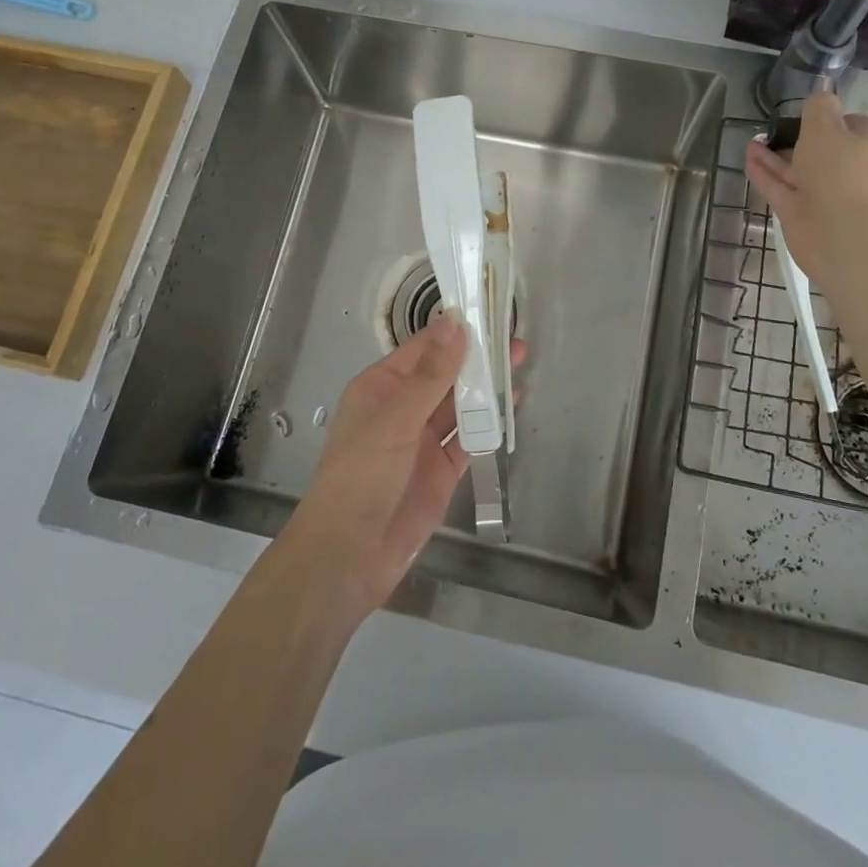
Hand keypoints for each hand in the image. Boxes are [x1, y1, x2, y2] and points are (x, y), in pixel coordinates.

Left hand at [282, 315, 524, 620]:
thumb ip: (431, 374)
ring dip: (486, 388)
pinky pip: (469, 439)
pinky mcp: (441, 471)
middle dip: (477, 359)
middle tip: (514, 341)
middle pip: (446, 375)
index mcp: (381, 388)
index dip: (454, 331)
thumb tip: (454, 323)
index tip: (487, 310)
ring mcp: (423, 441)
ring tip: (519, 365)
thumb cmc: (362, 477)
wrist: (348, 556)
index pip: (423, 349)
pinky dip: (489, 424)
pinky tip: (510, 407)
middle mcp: (402, 409)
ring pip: (460, 405)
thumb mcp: (395, 420)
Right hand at [745, 91, 867, 284]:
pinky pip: (781, 186)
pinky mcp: (803, 211)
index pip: (851, 122)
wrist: (839, 232)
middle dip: (797, 138)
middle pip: (823, 148)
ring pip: (798, 168)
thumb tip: (821, 98)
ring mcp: (827, 192)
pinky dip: (765, 172)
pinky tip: (747, 157)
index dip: (828, 117)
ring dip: (775, 155)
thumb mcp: (825, 125)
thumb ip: (818, 107)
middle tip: (772, 126)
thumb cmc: (839, 170)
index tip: (803, 113)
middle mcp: (853, 166)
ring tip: (752, 139)